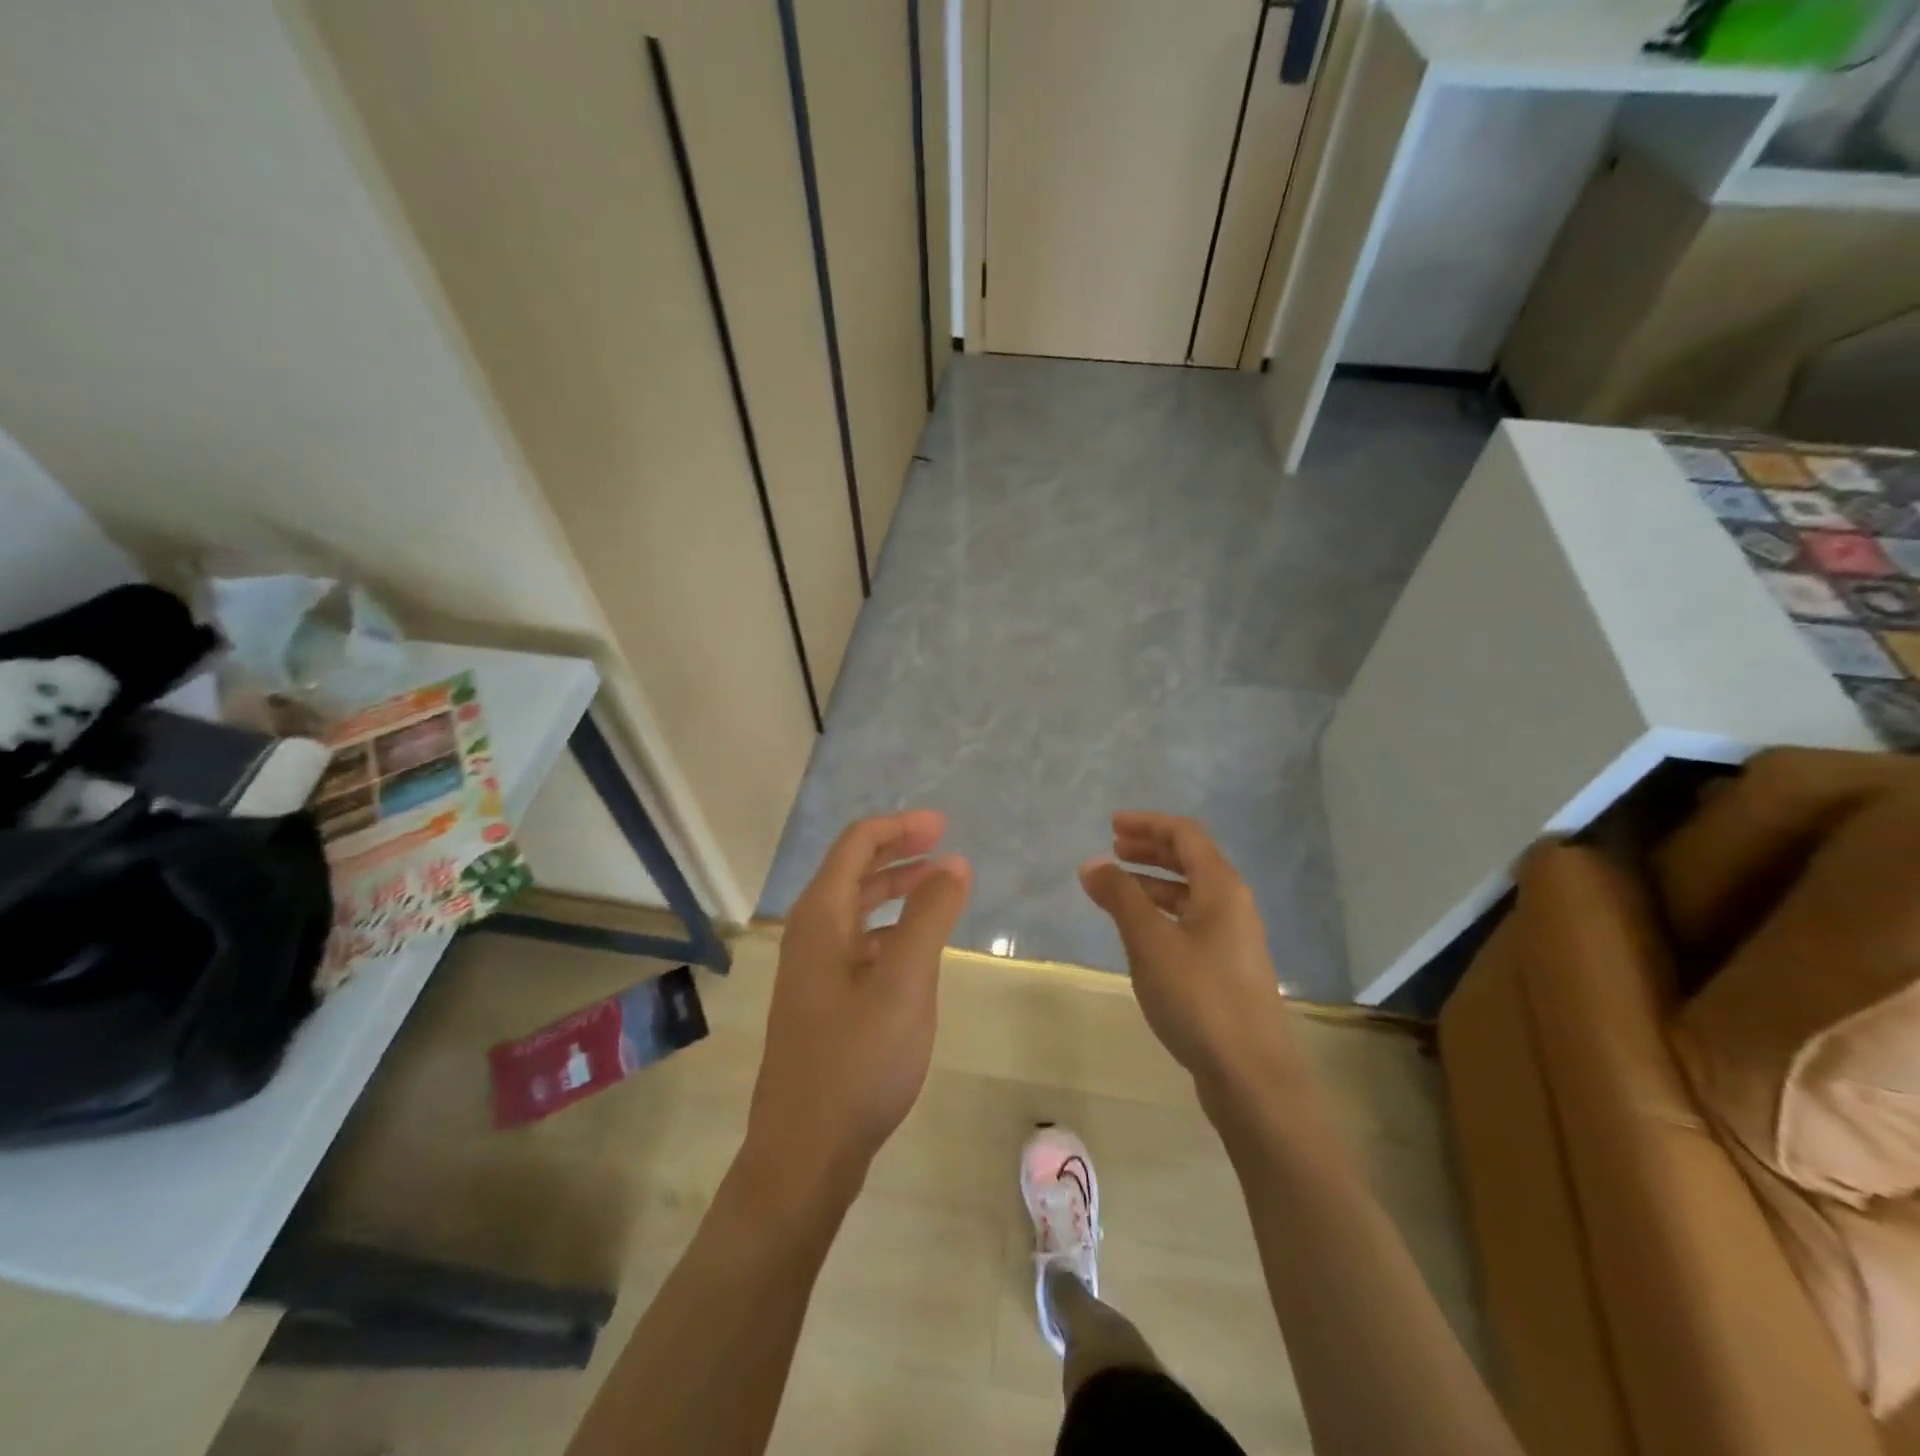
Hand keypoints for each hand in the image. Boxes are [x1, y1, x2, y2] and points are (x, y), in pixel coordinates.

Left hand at [744, 810, 971, 1208]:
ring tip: (939, 889)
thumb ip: (930, 917)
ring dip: (896, 890)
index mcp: (820, 917)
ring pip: (857, 909)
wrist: (804, 1153)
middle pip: (854, 871)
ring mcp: (813, 970)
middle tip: (945, 847)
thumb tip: (954, 863)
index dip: (900, 827)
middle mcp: (810, 934)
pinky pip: (859, 944)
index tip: (943, 826)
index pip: (856, 844)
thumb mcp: (904, 983)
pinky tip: (918, 947)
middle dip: (899, 852)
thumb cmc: (857, 1061)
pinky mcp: (823, 1001)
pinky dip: (890, 929)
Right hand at [1080, 813, 1298, 1091]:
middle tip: (1113, 850)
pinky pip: (1191, 923)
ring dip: (1153, 884)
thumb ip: (1120, 897)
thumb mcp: (1150, 941)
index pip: (1185, 835)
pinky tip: (1140, 933)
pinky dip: (1162, 914)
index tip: (1112, 825)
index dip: (1148, 824)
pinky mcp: (1228, 970)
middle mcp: (1233, 906)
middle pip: (1191, 861)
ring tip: (1116, 890)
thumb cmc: (1199, 997)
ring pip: (1190, 895)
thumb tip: (1092, 863)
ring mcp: (1233, 940)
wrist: (1251, 1075)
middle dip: (1151, 850)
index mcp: (1221, 888)